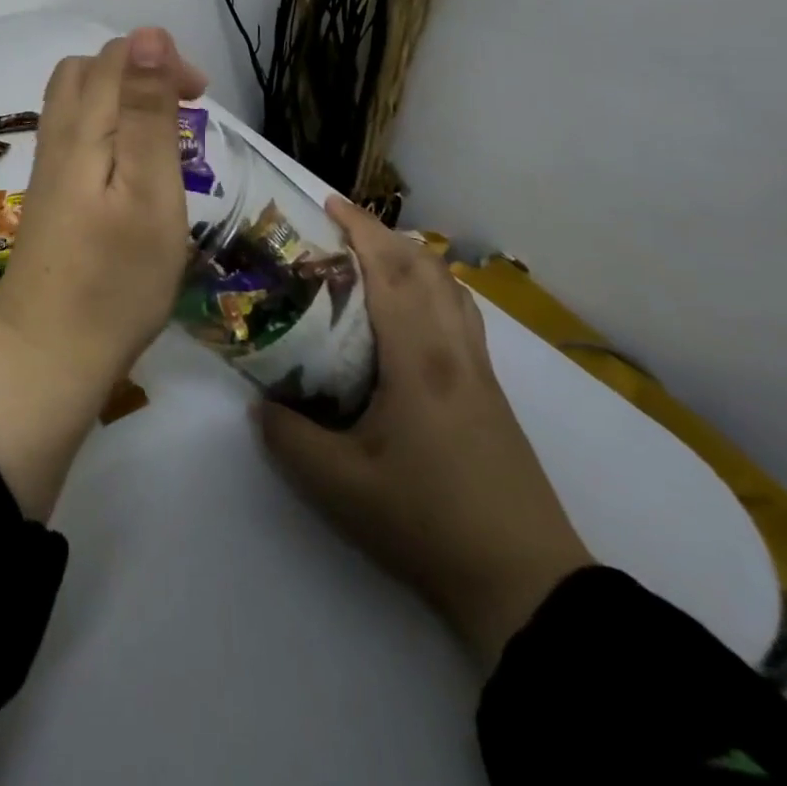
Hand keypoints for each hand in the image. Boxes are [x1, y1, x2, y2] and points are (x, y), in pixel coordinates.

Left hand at [0, 27, 205, 517]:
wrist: (47, 351)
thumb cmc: (115, 278)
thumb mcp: (148, 191)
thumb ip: (146, 113)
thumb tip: (148, 35)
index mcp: (84, 128)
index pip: (117, 57)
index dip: (161, 60)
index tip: (199, 98)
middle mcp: (58, 136)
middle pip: (89, 71)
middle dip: (138, 71)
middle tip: (181, 109)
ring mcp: (49, 167)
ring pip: (76, 100)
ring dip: (121, 98)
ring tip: (160, 135)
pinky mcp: (50, 196)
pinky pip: (74, 133)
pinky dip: (106, 126)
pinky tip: (128, 167)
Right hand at [256, 197, 592, 669]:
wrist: (525, 582)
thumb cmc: (428, 521)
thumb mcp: (339, 485)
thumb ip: (288, 437)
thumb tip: (261, 405)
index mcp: (419, 359)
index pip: (391, 271)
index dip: (360, 229)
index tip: (327, 203)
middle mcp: (454, 350)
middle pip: (426, 266)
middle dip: (383, 234)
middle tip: (339, 229)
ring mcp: (480, 370)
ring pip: (451, 288)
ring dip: (413, 258)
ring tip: (372, 260)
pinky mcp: (491, 393)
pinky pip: (461, 314)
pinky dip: (433, 288)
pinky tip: (409, 315)